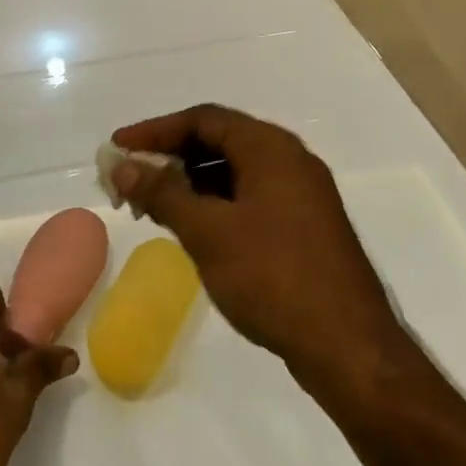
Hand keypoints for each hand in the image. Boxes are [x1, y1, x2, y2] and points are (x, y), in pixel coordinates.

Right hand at [109, 105, 400, 382]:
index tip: (117, 147)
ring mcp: (300, 194)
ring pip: (234, 172)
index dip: (155, 130)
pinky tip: (191, 229)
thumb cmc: (273, 277)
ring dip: (190, 183)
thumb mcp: (209, 232)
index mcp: (270, 148)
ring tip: (151, 208)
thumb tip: (123, 165)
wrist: (348, 346)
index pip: (203, 119)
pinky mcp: (303, 226)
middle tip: (129, 181)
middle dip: (170, 157)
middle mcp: (289, 160)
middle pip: (219, 141)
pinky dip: (215, 204)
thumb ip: (163, 193)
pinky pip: (249, 198)